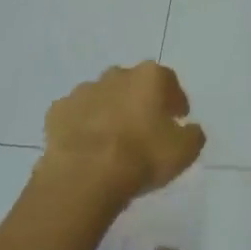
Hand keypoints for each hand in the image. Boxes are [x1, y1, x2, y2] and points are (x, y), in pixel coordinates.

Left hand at [40, 62, 204, 205]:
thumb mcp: (184, 151)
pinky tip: (86, 147)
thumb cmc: (143, 156)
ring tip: (112, 142)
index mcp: (150, 77)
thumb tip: (189, 129)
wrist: (86, 174)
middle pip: (133, 84)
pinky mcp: (57, 111)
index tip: (177, 119)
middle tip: (144, 129)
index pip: (169, 82)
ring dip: (109, 112)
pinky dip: (82, 126)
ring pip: (102, 97)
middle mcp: (117, 75)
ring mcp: (84, 90)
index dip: (175, 101)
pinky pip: (75, 115)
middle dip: (139, 102)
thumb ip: (193, 134)